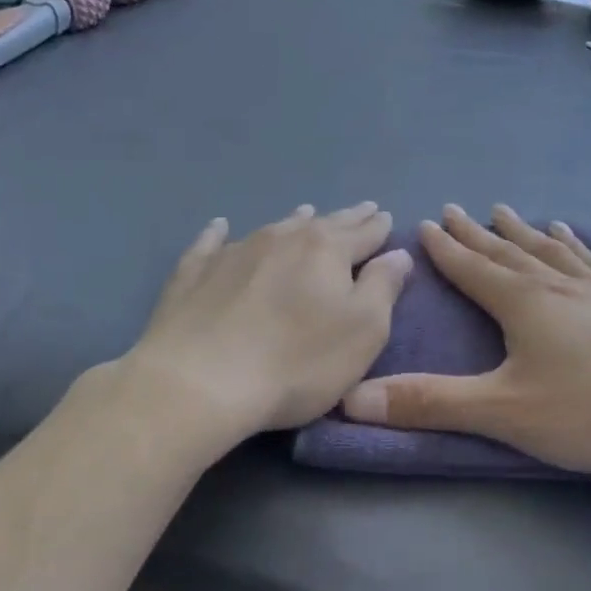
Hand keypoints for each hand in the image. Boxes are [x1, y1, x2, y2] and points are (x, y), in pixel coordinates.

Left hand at [120, 203, 412, 448]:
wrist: (200, 381)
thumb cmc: (297, 362)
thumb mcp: (363, 331)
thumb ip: (383, 288)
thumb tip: (397, 254)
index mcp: (326, 251)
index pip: (362, 233)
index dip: (377, 227)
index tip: (384, 217)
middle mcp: (282, 239)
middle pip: (322, 224)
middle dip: (346, 218)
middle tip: (361, 209)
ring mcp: (234, 252)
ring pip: (274, 228)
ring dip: (294, 221)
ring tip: (306, 212)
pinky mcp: (194, 273)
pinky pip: (211, 244)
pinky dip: (219, 234)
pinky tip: (220, 227)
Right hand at [342, 204, 590, 483]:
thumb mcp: (506, 412)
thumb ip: (431, 404)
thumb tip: (353, 398)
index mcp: (525, 303)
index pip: (473, 268)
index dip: (446, 248)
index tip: (425, 222)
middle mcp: (560, 287)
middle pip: (510, 252)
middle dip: (478, 234)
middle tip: (457, 209)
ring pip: (552, 253)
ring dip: (525, 234)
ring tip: (511, 213)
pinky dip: (579, 250)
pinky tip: (579, 241)